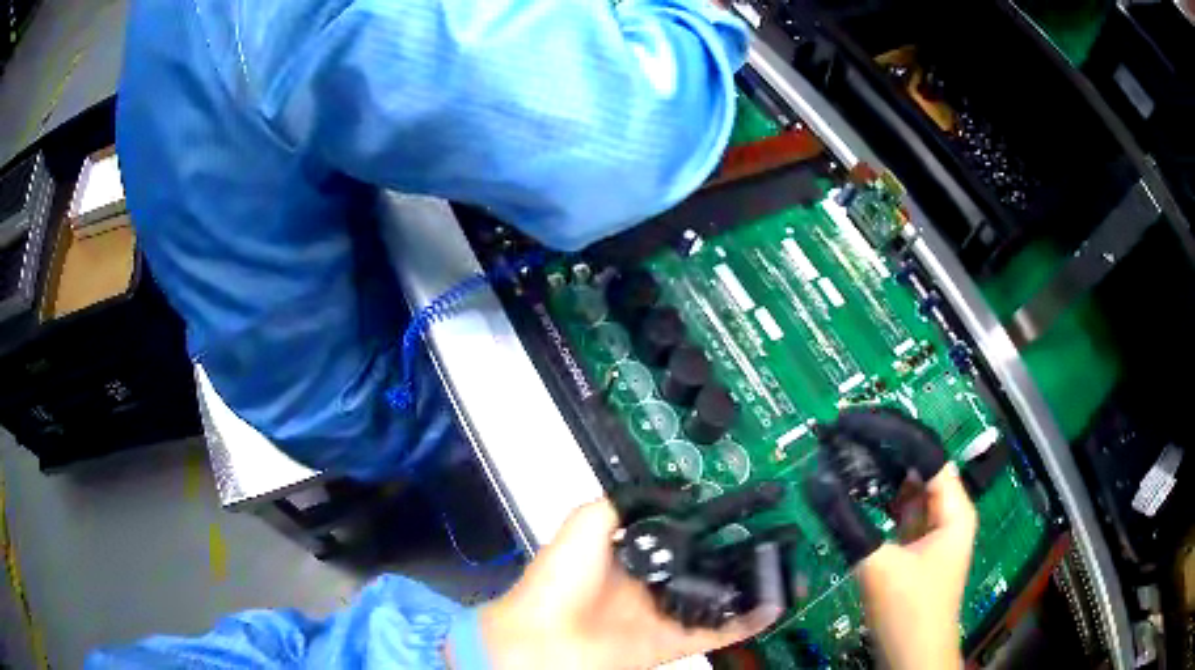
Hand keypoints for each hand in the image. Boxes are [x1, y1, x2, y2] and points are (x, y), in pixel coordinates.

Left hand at [468, 499, 781, 669]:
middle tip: (765, 539)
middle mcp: (648, 585)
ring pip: (715, 599)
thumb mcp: (587, 522)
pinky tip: (769, 606)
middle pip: (702, 568)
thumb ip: (627, 501)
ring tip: (776, 569)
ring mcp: (660, 614)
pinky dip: (745, 623)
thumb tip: (670, 488)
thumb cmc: (553, 585)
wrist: (542, 639)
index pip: (680, 534)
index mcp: (629, 555)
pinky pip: (715, 632)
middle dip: (734, 555)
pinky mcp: (668, 642)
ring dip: (746, 587)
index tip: (739, 509)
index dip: (709, 523)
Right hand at [805, 409, 976, 669]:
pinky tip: (851, 491)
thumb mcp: (879, 566)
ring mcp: (932, 530)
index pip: (926, 452)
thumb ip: (849, 524)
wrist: (914, 658)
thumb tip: (816, 482)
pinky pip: (895, 512)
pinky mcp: (915, 547)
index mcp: (953, 507)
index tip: (852, 422)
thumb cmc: (910, 611)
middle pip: (916, 466)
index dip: (891, 432)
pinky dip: (874, 501)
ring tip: (842, 454)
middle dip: (882, 449)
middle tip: (841, 435)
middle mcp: (947, 511)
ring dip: (877, 474)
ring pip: (905, 489)